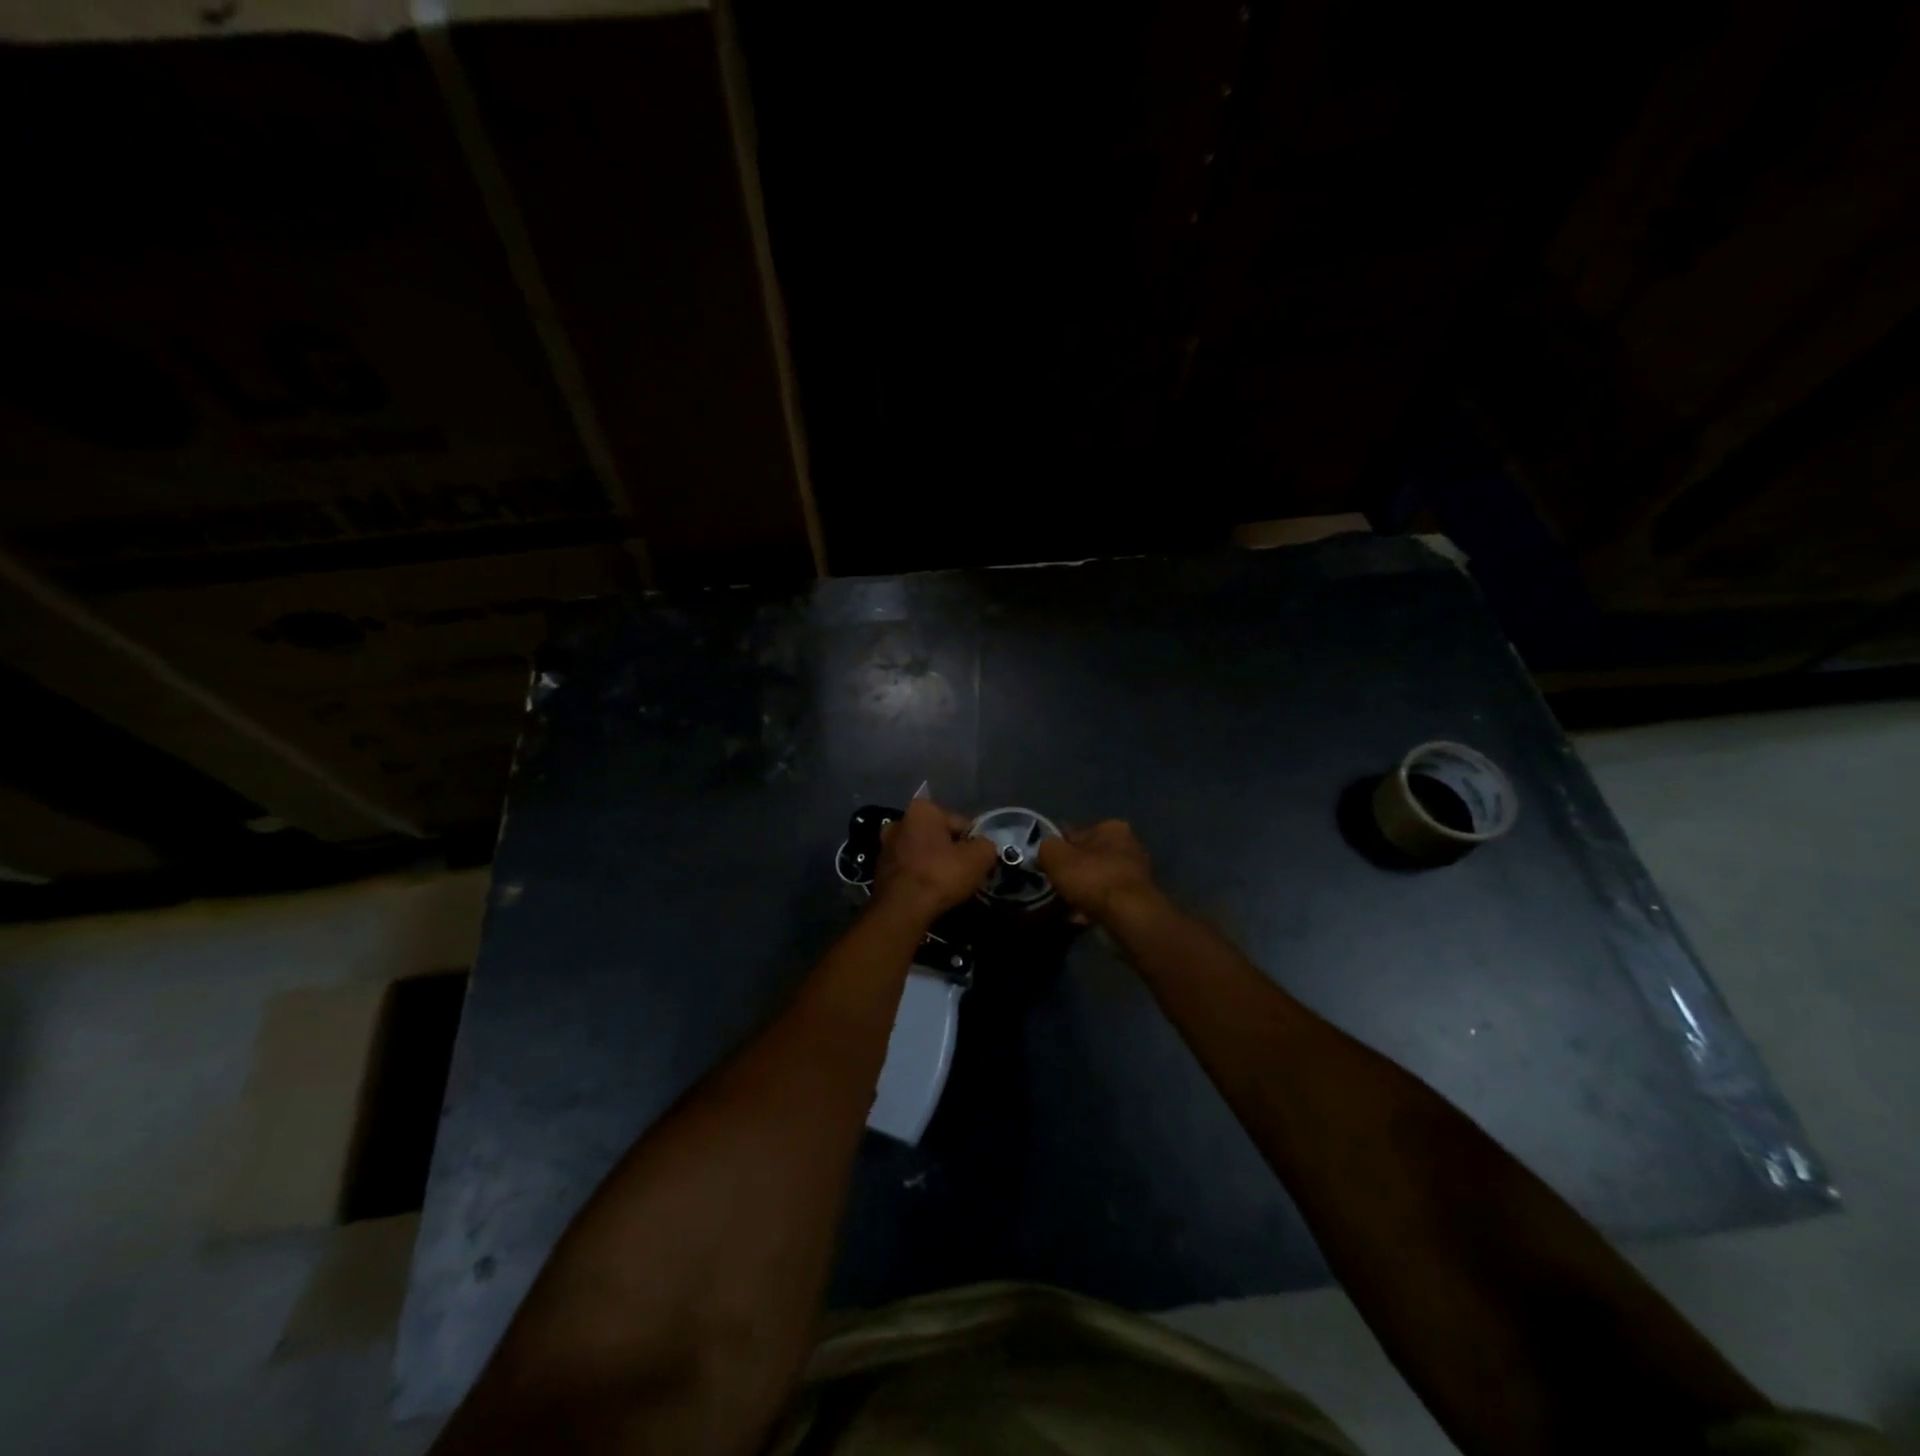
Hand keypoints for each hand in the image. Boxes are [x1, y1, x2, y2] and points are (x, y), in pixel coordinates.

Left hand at [874, 798, 998, 921]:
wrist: (902, 909)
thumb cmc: (940, 874)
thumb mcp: (979, 857)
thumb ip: (987, 845)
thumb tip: (984, 848)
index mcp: (922, 809)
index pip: (960, 823)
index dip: (974, 843)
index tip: (979, 861)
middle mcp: (899, 821)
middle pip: (938, 837)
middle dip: (951, 851)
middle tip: (965, 873)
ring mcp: (886, 846)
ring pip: (922, 853)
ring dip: (934, 864)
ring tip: (949, 886)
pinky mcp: (879, 871)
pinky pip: (910, 870)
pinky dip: (920, 878)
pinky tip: (931, 893)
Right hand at [1036, 820, 1161, 923]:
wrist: (1128, 916)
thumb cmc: (1092, 878)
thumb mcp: (1056, 856)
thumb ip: (1046, 848)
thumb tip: (1045, 851)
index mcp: (1112, 828)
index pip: (1076, 833)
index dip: (1058, 849)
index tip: (1045, 865)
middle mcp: (1129, 846)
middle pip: (1089, 858)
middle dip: (1072, 872)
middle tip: (1054, 886)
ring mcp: (1136, 875)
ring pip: (1097, 880)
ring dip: (1082, 891)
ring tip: (1064, 905)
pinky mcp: (1137, 900)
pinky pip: (1106, 900)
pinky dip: (1093, 907)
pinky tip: (1078, 918)